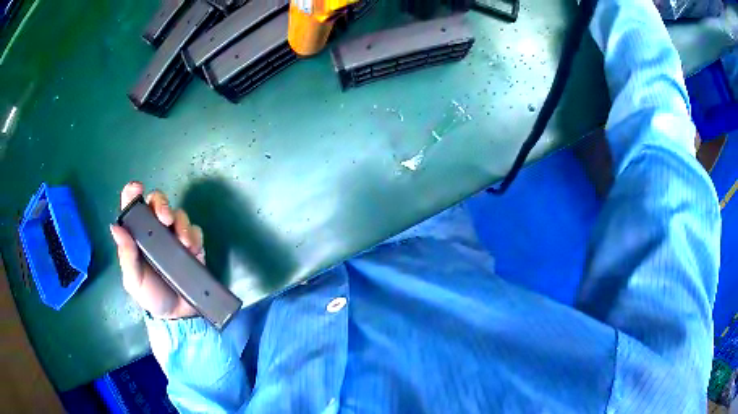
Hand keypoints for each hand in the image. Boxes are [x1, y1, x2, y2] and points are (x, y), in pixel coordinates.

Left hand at [110, 182, 202, 319]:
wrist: (178, 316)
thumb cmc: (151, 296)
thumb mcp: (134, 281)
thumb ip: (126, 257)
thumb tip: (115, 227)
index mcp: (138, 236)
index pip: (133, 208)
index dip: (132, 194)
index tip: (137, 188)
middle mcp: (155, 231)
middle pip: (158, 202)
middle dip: (162, 204)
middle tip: (165, 219)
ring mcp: (174, 237)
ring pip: (179, 213)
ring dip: (181, 223)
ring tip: (183, 243)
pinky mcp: (193, 246)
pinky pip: (195, 230)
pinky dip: (194, 235)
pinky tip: (192, 250)